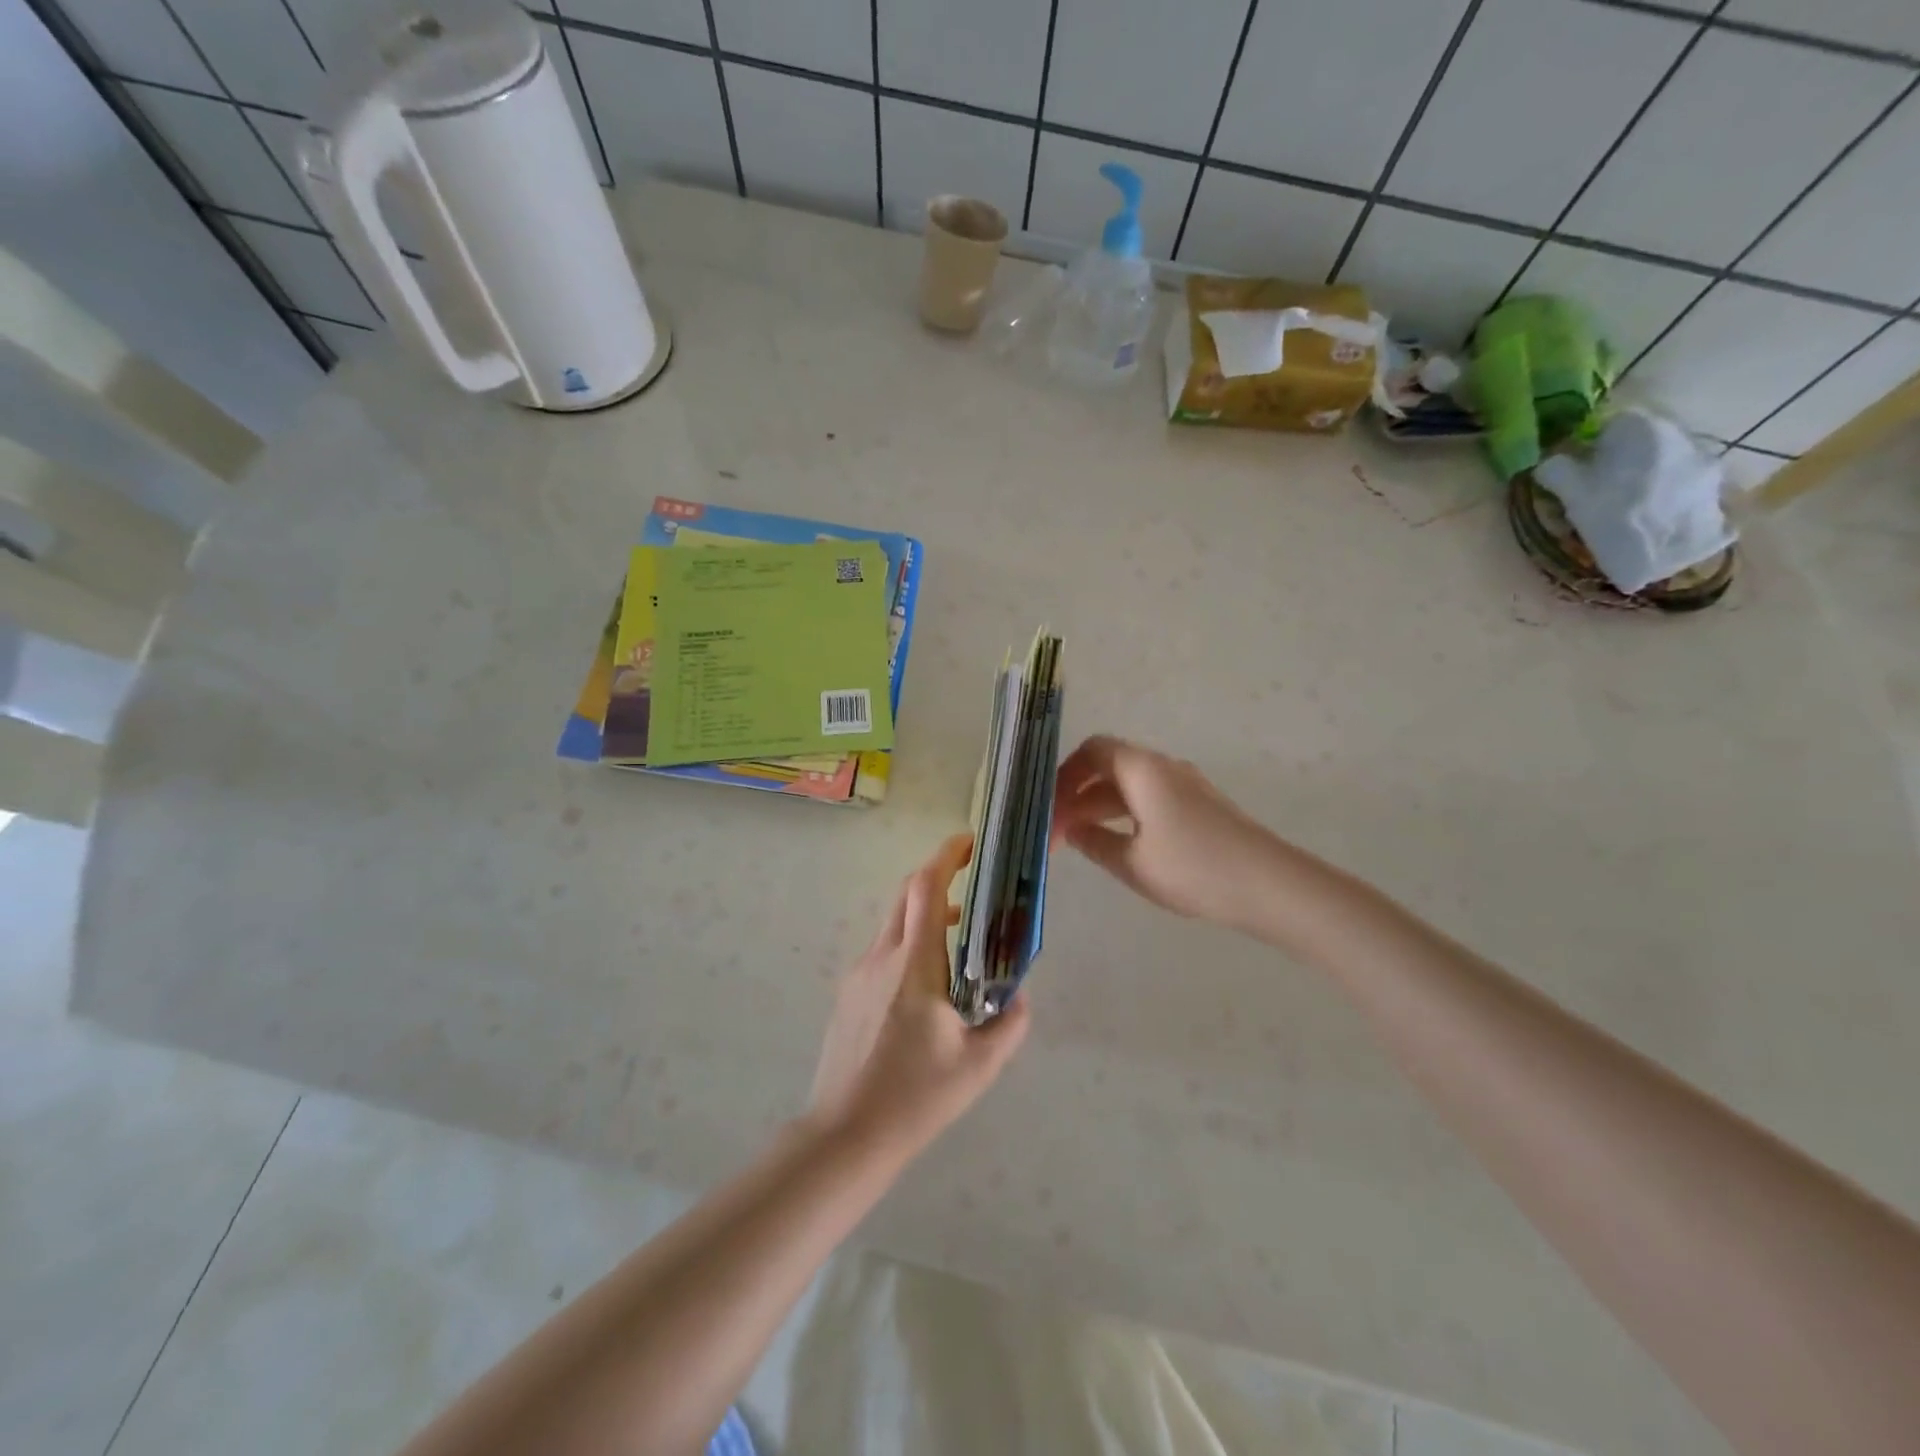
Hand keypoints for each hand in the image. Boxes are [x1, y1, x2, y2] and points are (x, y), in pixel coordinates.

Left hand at [808, 834, 1029, 1154]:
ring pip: (894, 928)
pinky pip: (883, 955)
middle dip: (937, 879)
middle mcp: (881, 958)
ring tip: (959, 941)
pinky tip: (927, 990)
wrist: (845, 1135)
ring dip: (925, 919)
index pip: (925, 889)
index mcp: (913, 965)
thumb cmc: (915, 1097)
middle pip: (906, 898)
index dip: (945, 857)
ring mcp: (858, 976)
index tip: (968, 843)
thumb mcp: (978, 1066)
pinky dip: (909, 949)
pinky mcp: (848, 996)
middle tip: (971, 883)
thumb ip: (1008, 1025)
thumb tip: (1020, 997)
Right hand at [1052, 735, 1278, 929]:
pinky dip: (1123, 814)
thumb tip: (1071, 830)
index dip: (1063, 775)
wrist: (1270, 885)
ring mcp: (1184, 785)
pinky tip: (1116, 843)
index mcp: (1142, 770)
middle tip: (1056, 833)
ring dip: (1099, 807)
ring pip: (1128, 786)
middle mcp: (1163, 767)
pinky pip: (1148, 799)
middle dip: (1076, 795)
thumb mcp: (1132, 863)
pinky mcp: (1199, 806)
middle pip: (1108, 767)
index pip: (1092, 751)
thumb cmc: (1194, 869)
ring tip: (1078, 842)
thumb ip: (1094, 842)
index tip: (1047, 807)